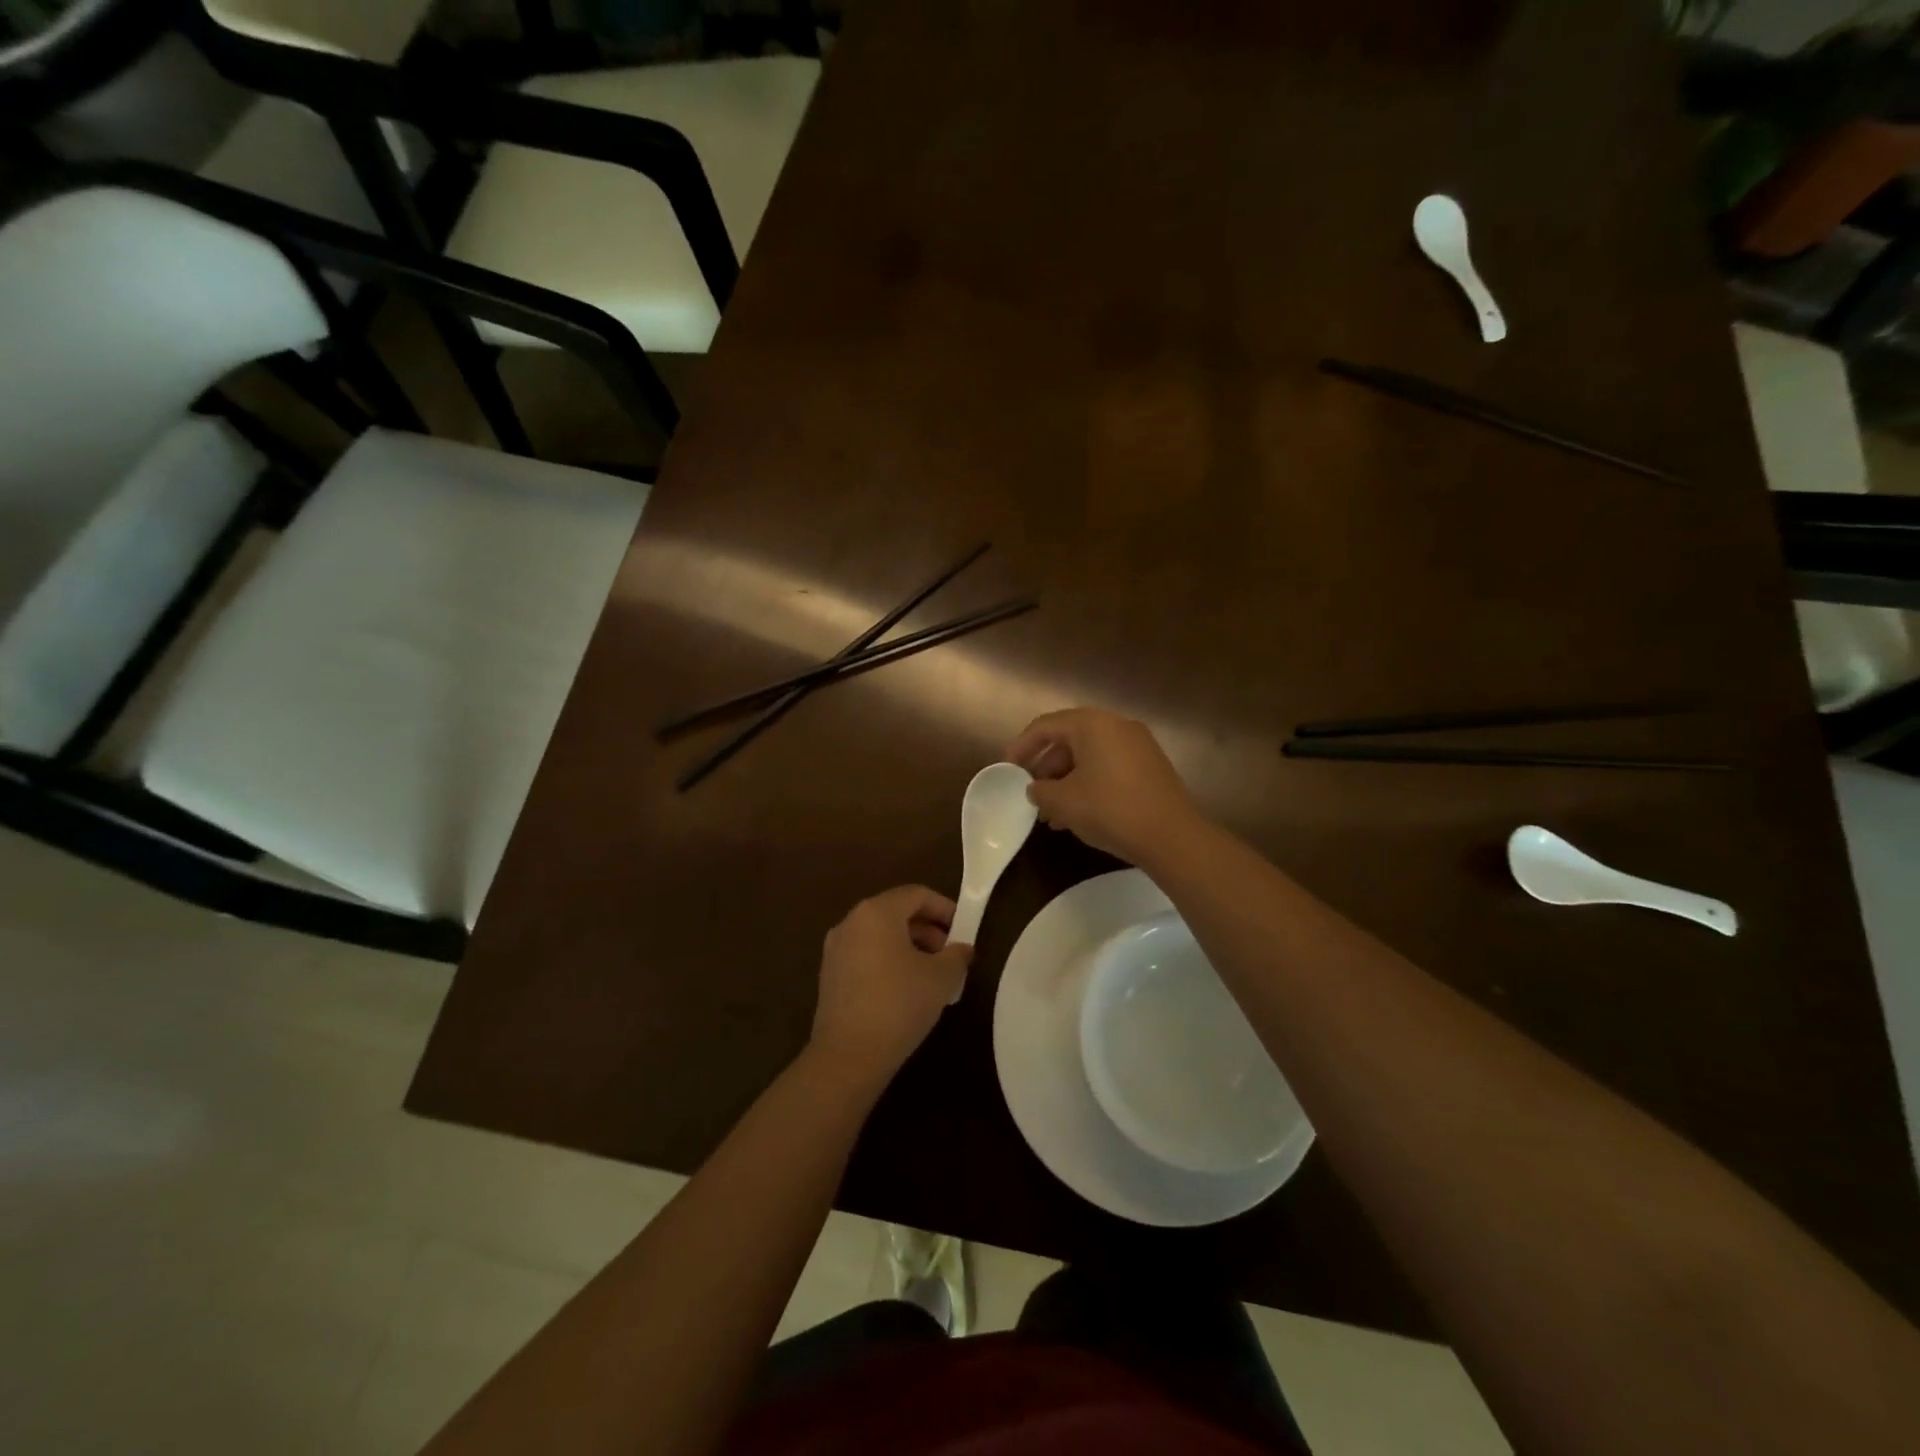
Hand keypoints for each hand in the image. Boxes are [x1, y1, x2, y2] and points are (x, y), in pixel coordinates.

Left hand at [810, 886, 971, 1087]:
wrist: (848, 1055)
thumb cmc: (899, 1004)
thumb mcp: (941, 978)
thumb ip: (957, 955)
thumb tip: (962, 949)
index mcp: (876, 912)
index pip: (916, 894)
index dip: (944, 908)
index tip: (963, 929)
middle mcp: (851, 922)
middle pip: (896, 912)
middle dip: (928, 929)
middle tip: (950, 954)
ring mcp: (836, 949)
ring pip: (880, 935)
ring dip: (909, 947)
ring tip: (933, 974)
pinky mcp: (830, 976)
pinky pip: (866, 955)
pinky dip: (889, 961)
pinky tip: (906, 990)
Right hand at [1005, 708, 1201, 863]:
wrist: (1172, 836)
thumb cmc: (1110, 810)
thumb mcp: (1063, 802)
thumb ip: (1040, 791)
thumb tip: (1036, 789)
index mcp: (1092, 724)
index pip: (1045, 726)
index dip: (1021, 747)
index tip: (1006, 769)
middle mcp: (1116, 726)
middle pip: (1069, 739)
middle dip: (1045, 767)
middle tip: (1029, 792)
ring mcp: (1137, 745)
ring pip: (1089, 756)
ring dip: (1065, 779)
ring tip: (1050, 812)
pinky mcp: (1150, 766)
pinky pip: (1108, 766)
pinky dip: (1088, 783)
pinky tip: (1077, 814)